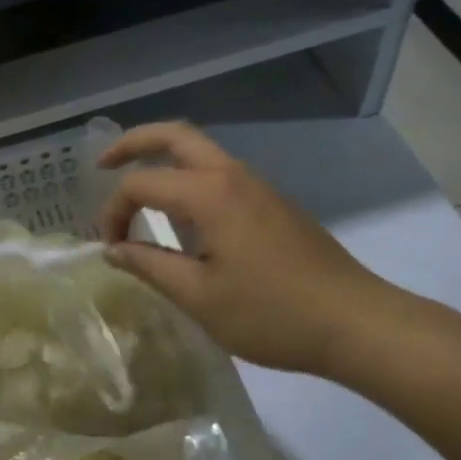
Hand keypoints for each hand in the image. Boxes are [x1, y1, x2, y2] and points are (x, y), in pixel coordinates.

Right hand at [95, 122, 399, 377]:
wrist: (356, 323)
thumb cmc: (271, 313)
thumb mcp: (199, 297)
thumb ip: (149, 265)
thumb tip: (113, 249)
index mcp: (210, 194)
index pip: (141, 185)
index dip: (114, 213)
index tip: (110, 249)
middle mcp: (233, 176)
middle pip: (176, 135)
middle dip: (134, 142)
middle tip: (103, 164)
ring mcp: (258, 188)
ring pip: (202, 152)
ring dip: (164, 160)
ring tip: (138, 191)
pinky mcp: (274, 206)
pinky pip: (220, 176)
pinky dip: (189, 180)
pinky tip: (183, 218)